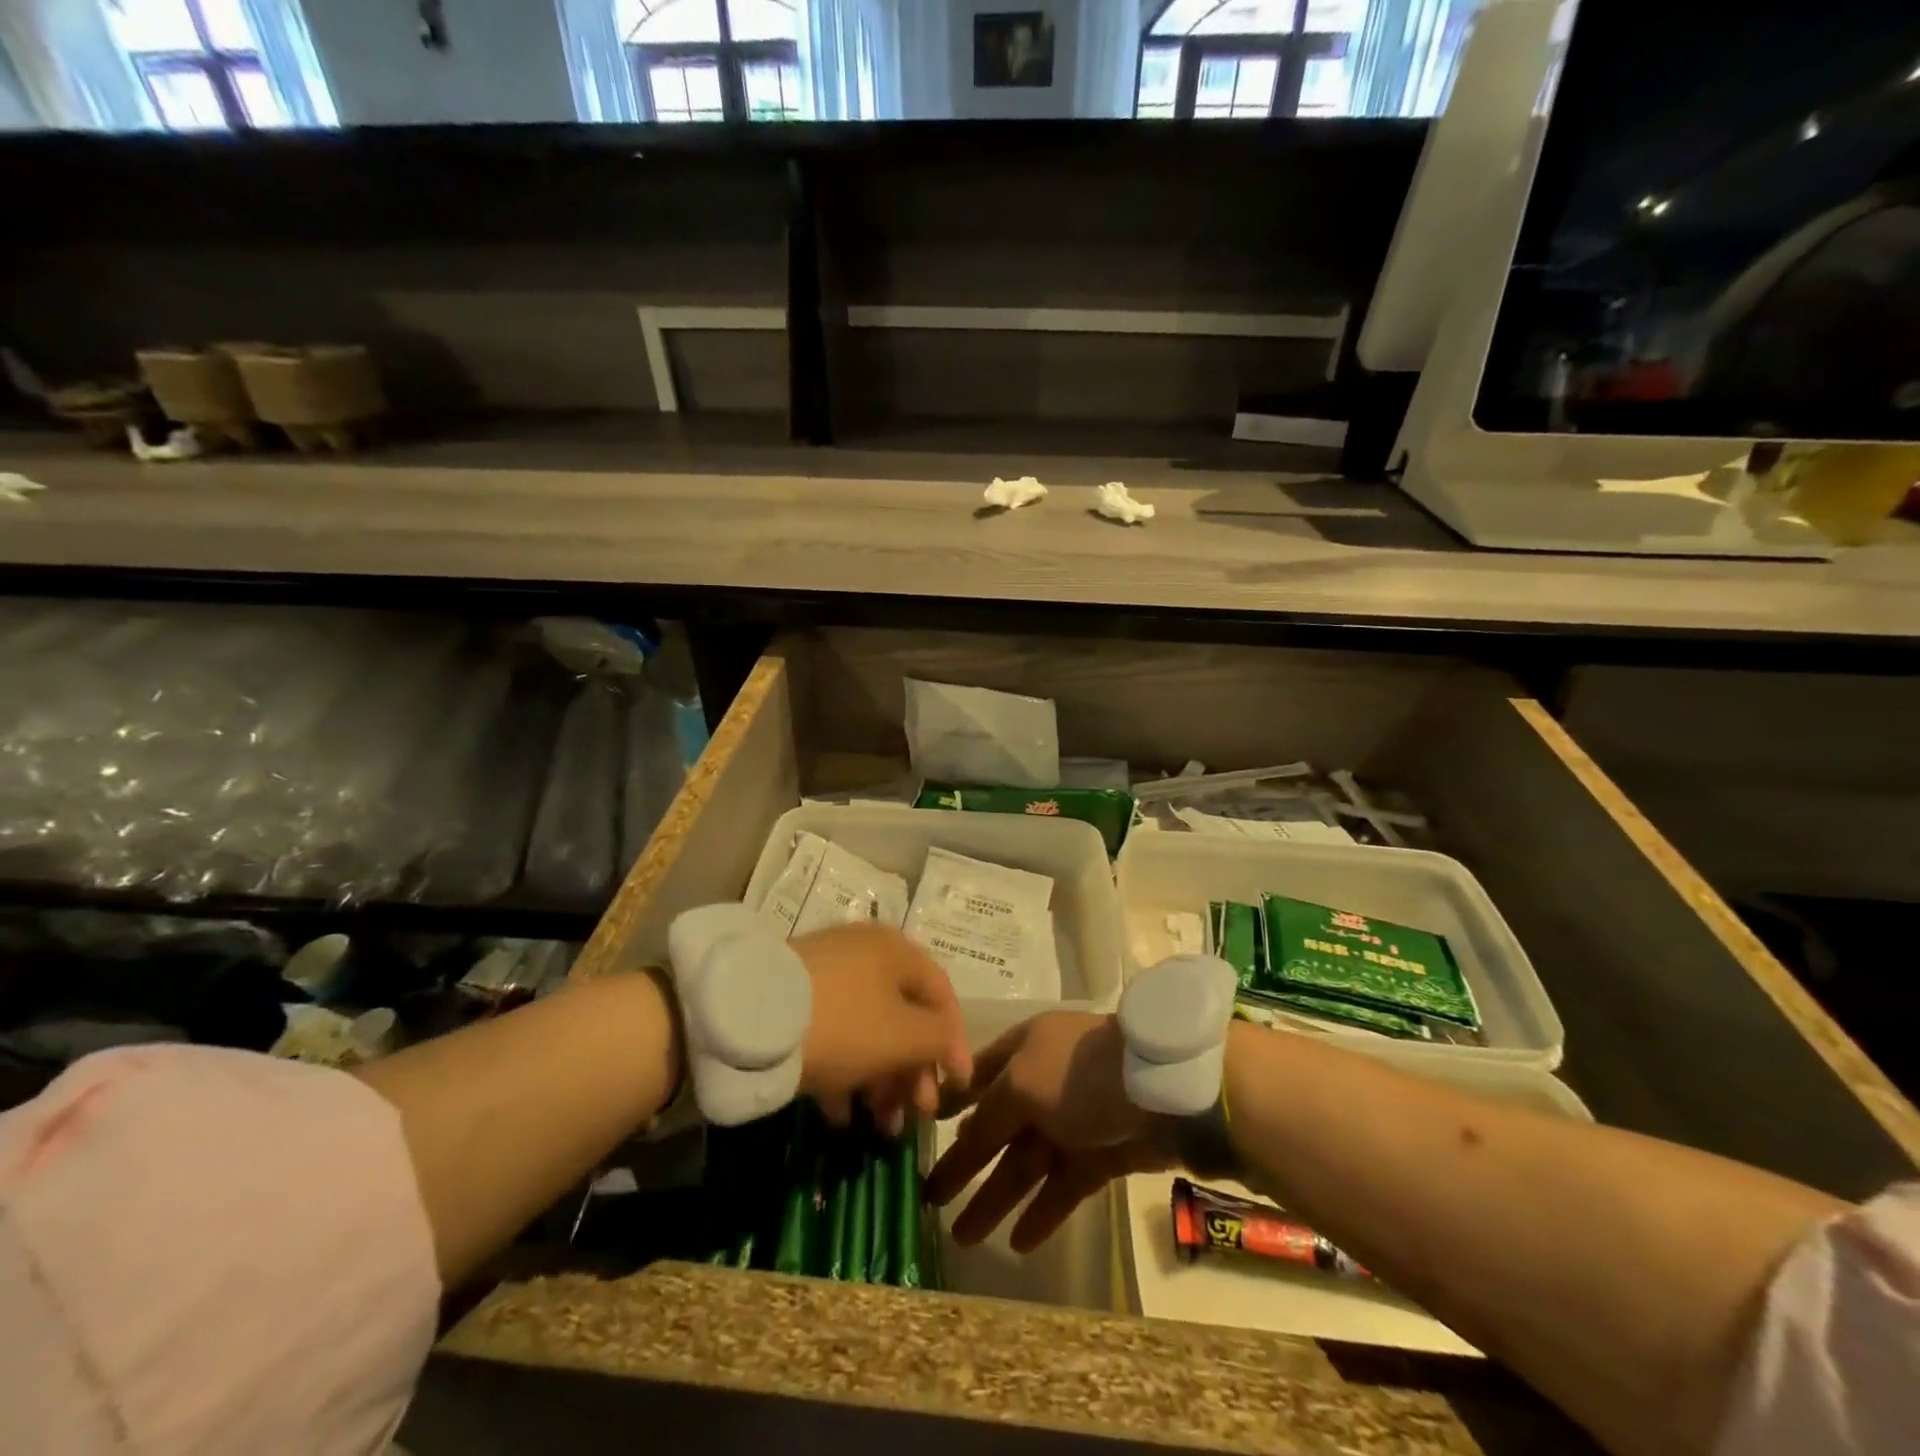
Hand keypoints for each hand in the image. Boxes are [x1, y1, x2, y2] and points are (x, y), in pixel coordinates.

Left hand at [793, 923, 972, 1133]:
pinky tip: (840, 1117)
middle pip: (903, 1015)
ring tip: (880, 1127)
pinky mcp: (793, 1000)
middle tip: (917, 1116)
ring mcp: (826, 975)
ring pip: (867, 1030)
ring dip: (880, 1081)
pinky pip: (832, 1036)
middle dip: (914, 1072)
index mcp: (898, 951)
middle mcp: (866, 954)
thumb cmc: (845, 1022)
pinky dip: (843, 1074)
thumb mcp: (905, 1035)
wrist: (749, 1016)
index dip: (955, 1042)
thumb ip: (940, 1039)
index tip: (958, 1088)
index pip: (942, 995)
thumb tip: (952, 1047)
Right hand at [926, 1011, 1176, 1252]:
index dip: (952, 1101)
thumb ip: (989, 1112)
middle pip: (997, 1127)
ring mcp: (1073, 1120)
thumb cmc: (1078, 1075)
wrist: (1160, 1091)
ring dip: (996, 1197)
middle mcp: (1045, 1082)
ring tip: (963, 1238)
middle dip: (965, 1163)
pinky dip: (1042, 1211)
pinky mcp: (1101, 1154)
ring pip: (1026, 1162)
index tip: (923, 1129)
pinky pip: (1062, 1185)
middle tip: (930, 1199)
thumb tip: (965, 1134)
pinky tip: (1018, 1242)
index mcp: (1024, 1048)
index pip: (978, 1075)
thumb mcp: (1021, 1084)